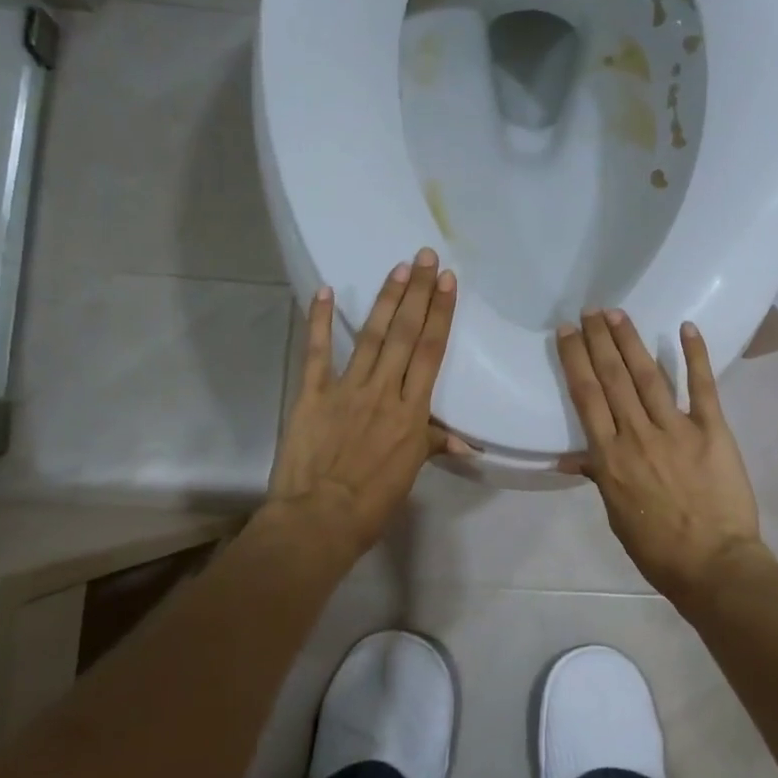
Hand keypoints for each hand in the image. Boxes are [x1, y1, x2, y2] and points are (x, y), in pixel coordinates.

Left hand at [268, 248, 464, 554]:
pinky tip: (324, 291)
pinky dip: (319, 322)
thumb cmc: (372, 503)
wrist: (319, 520)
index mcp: (411, 412)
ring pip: (370, 337)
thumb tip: (464, 443)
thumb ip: (431, 446)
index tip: (447, 282)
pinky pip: (317, 353)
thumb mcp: (409, 475)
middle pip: (404, 334)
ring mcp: (346, 390)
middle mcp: (383, 391)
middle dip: (417, 293)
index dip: (440, 314)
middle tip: (424, 257)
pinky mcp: (312, 395)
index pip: (430, 353)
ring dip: (385, 300)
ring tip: (397, 268)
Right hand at [556, 309, 762, 598]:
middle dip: (599, 340)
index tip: (567, 332)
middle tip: (590, 311)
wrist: (713, 564)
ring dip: (631, 341)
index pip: (586, 396)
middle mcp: (637, 434)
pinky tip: (686, 327)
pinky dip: (695, 355)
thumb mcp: (616, 514)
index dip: (575, 359)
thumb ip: (598, 476)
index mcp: (610, 456)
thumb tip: (572, 457)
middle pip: (613, 377)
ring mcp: (676, 429)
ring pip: (648, 375)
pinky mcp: (712, 430)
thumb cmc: (657, 547)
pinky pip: (701, 387)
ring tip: (617, 313)